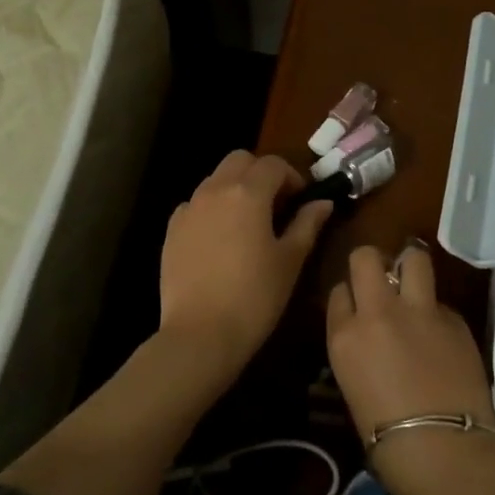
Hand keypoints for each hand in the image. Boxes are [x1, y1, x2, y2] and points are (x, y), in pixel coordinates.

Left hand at [157, 150, 332, 389]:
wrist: (200, 333)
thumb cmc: (255, 297)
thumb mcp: (290, 260)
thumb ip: (307, 224)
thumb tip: (322, 203)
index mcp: (248, 193)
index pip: (273, 164)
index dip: (292, 176)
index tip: (301, 200)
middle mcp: (214, 190)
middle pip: (239, 161)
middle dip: (261, 173)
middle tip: (276, 204)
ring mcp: (188, 209)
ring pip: (215, 180)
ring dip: (235, 188)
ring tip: (249, 223)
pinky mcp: (172, 230)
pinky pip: (195, 205)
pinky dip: (212, 209)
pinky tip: (221, 240)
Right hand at [327, 244, 494, 494]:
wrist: (444, 450)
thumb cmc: (386, 440)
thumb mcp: (353, 386)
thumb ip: (358, 349)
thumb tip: (371, 337)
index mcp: (344, 335)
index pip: (339, 291)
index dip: (349, 296)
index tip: (356, 306)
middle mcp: (378, 312)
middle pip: (366, 258)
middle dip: (371, 262)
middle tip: (380, 279)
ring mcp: (419, 311)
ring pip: (414, 258)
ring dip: (410, 266)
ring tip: (412, 282)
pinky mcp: (454, 318)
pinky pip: (440, 301)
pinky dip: (436, 311)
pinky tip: (441, 336)